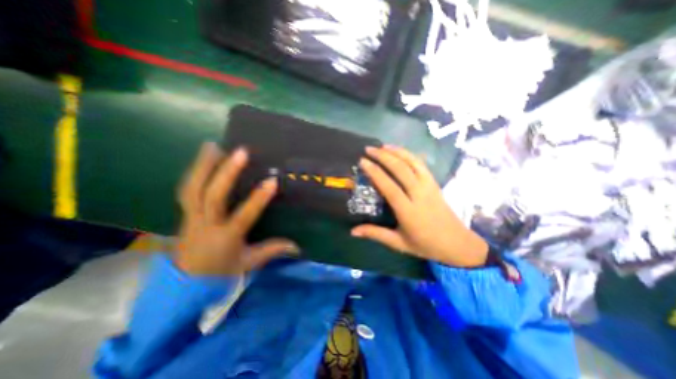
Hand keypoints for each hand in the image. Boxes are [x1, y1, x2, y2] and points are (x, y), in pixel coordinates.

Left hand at [171, 143, 296, 275]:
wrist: (182, 287)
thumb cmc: (220, 274)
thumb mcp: (249, 263)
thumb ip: (272, 250)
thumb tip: (297, 245)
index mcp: (226, 238)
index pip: (244, 215)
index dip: (258, 198)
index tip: (272, 181)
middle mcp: (206, 225)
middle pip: (213, 196)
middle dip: (227, 172)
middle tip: (240, 152)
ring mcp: (191, 218)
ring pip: (193, 189)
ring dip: (203, 166)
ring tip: (212, 146)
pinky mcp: (184, 215)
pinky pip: (187, 191)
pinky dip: (194, 174)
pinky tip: (202, 162)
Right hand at [351, 145, 488, 265]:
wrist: (456, 243)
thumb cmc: (424, 245)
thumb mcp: (398, 243)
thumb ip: (375, 234)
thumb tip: (352, 231)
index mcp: (408, 211)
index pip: (389, 187)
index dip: (375, 172)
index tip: (363, 161)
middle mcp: (419, 195)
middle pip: (401, 170)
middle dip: (383, 156)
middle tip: (368, 149)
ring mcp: (429, 187)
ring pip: (413, 163)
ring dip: (397, 152)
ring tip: (382, 146)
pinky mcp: (435, 183)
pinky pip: (422, 165)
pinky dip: (410, 155)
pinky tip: (400, 151)